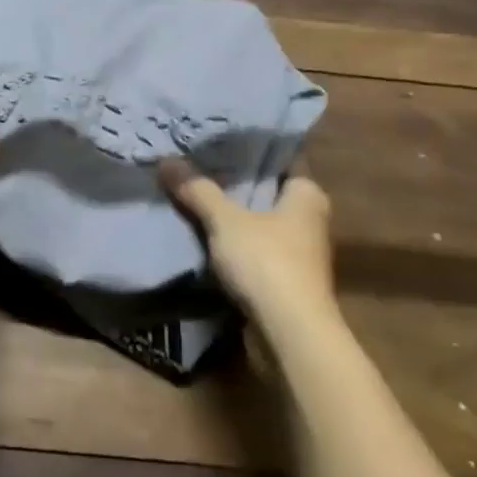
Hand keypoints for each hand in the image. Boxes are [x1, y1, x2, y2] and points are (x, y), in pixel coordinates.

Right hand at [159, 160, 336, 335]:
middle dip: (236, 183)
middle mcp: (310, 219)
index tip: (217, 141)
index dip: (248, 149)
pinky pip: (255, 251)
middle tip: (197, 164)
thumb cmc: (267, 262)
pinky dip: (234, 245)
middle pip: (267, 191)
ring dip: (234, 217)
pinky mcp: (286, 282)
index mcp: (307, 194)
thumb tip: (166, 159)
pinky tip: (206, 236)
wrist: (291, 335)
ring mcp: (300, 253)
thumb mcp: (226, 220)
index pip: (279, 159)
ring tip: (195, 196)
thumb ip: (198, 190)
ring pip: (260, 223)